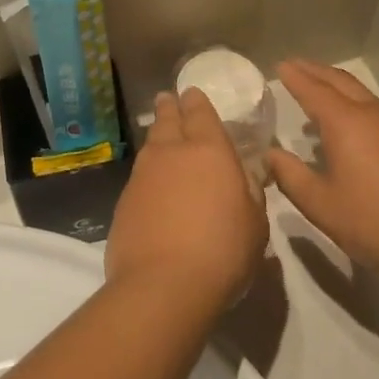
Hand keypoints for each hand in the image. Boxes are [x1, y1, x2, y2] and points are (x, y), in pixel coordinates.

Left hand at [107, 88, 268, 307]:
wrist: (163, 285)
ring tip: (160, 136)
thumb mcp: (255, 223)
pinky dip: (147, 173)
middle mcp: (172, 153)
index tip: (190, 93)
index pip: (200, 113)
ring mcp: (142, 176)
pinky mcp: (123, 202)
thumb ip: (250, 194)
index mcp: (209, 150)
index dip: (195, 101)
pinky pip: (138, 177)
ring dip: (156, 137)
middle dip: (169, 108)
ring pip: (150, 146)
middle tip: (167, 99)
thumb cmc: (223, 251)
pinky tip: (151, 184)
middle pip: (167, 121)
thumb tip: (243, 179)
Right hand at [266, 60, 378, 277]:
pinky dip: (356, 106)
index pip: (313, 90)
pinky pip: (378, 111)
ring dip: (337, 88)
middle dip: (316, 71)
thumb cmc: (372, 222)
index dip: (295, 76)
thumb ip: (290, 175)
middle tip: (296, 65)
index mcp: (346, 123)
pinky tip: (352, 128)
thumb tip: (269, 154)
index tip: (280, 64)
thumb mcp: (320, 204)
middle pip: (341, 82)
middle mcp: (374, 114)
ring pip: (363, 95)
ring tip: (318, 95)